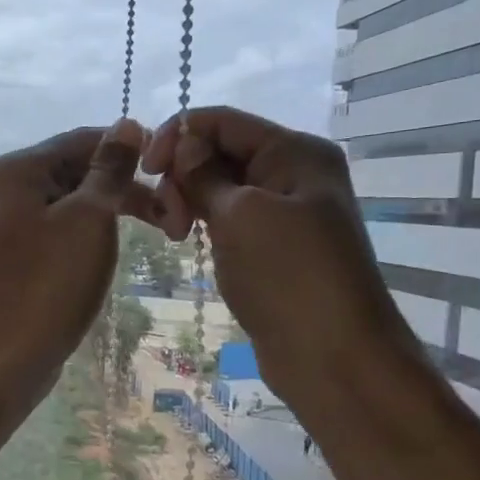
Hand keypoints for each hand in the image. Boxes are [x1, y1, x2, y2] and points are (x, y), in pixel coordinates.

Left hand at [0, 120, 157, 399]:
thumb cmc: (49, 283)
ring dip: (109, 212)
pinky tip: (108, 250)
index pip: (81, 140)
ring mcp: (1, 225)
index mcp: (16, 169)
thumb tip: (128, 124)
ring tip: (155, 232)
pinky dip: (85, 234)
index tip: (172, 171)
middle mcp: (1, 189)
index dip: (130, 149)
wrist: (3, 358)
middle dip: (123, 187)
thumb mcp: (89, 219)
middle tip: (172, 213)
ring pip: (66, 204)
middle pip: (73, 171)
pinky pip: (54, 231)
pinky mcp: (9, 257)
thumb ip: (110, 169)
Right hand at [142, 107, 421, 390]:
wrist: (334, 358)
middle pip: (220, 151)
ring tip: (175, 235)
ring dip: (190, 200)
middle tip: (168, 219)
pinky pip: (229, 216)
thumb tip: (183, 142)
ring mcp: (284, 210)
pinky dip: (204, 222)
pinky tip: (187, 240)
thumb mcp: (241, 216)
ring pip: (220, 186)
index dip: (178, 135)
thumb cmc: (289, 277)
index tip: (145, 169)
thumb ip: (205, 173)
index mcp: (295, 152)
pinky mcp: (272, 244)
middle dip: (183, 174)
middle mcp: (292, 172)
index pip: (222, 121)